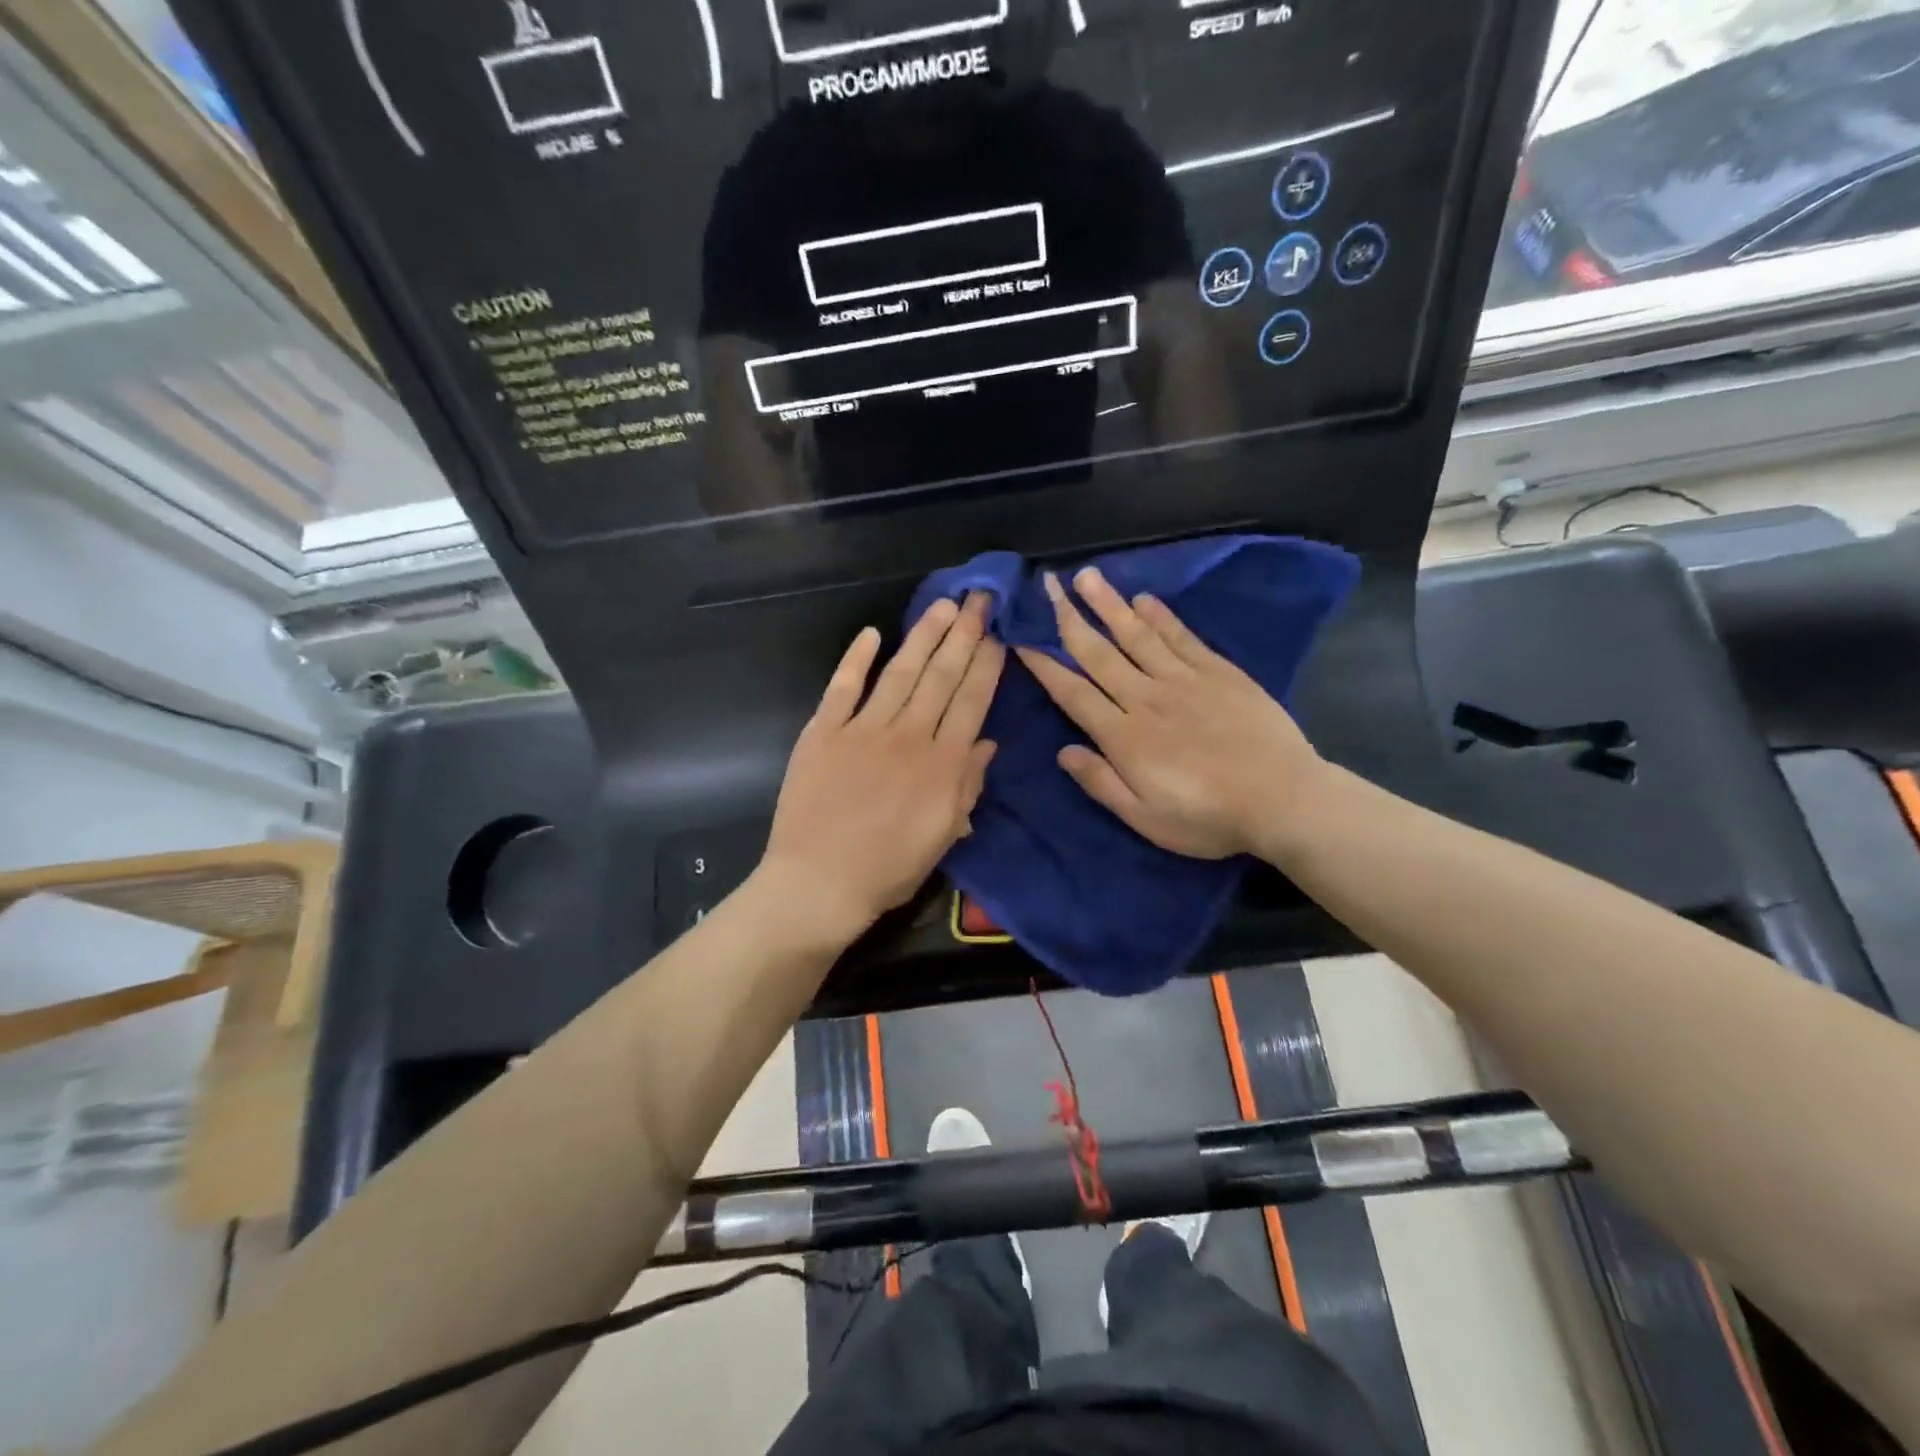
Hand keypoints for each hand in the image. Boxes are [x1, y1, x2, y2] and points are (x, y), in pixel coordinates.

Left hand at [757, 593, 1003, 945]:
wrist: (819, 883)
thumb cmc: (888, 869)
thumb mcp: (943, 836)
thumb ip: (967, 786)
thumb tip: (988, 743)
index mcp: (942, 764)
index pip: (972, 701)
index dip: (987, 664)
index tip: (998, 633)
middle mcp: (908, 736)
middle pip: (942, 676)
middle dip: (964, 634)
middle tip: (979, 597)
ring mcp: (863, 729)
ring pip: (900, 672)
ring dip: (923, 636)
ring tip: (942, 605)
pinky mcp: (823, 732)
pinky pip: (842, 687)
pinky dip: (855, 659)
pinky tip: (871, 634)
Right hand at [1017, 567, 1321, 860]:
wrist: (1283, 800)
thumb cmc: (1208, 818)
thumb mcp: (1145, 818)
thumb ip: (1101, 783)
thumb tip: (1062, 752)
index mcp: (1124, 736)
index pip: (1073, 692)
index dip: (1044, 665)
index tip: (1021, 637)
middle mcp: (1146, 698)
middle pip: (1099, 653)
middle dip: (1069, 618)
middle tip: (1048, 585)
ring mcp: (1184, 680)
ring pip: (1136, 635)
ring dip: (1109, 604)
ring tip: (1087, 576)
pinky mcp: (1218, 672)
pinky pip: (1181, 637)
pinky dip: (1161, 616)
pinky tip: (1144, 599)